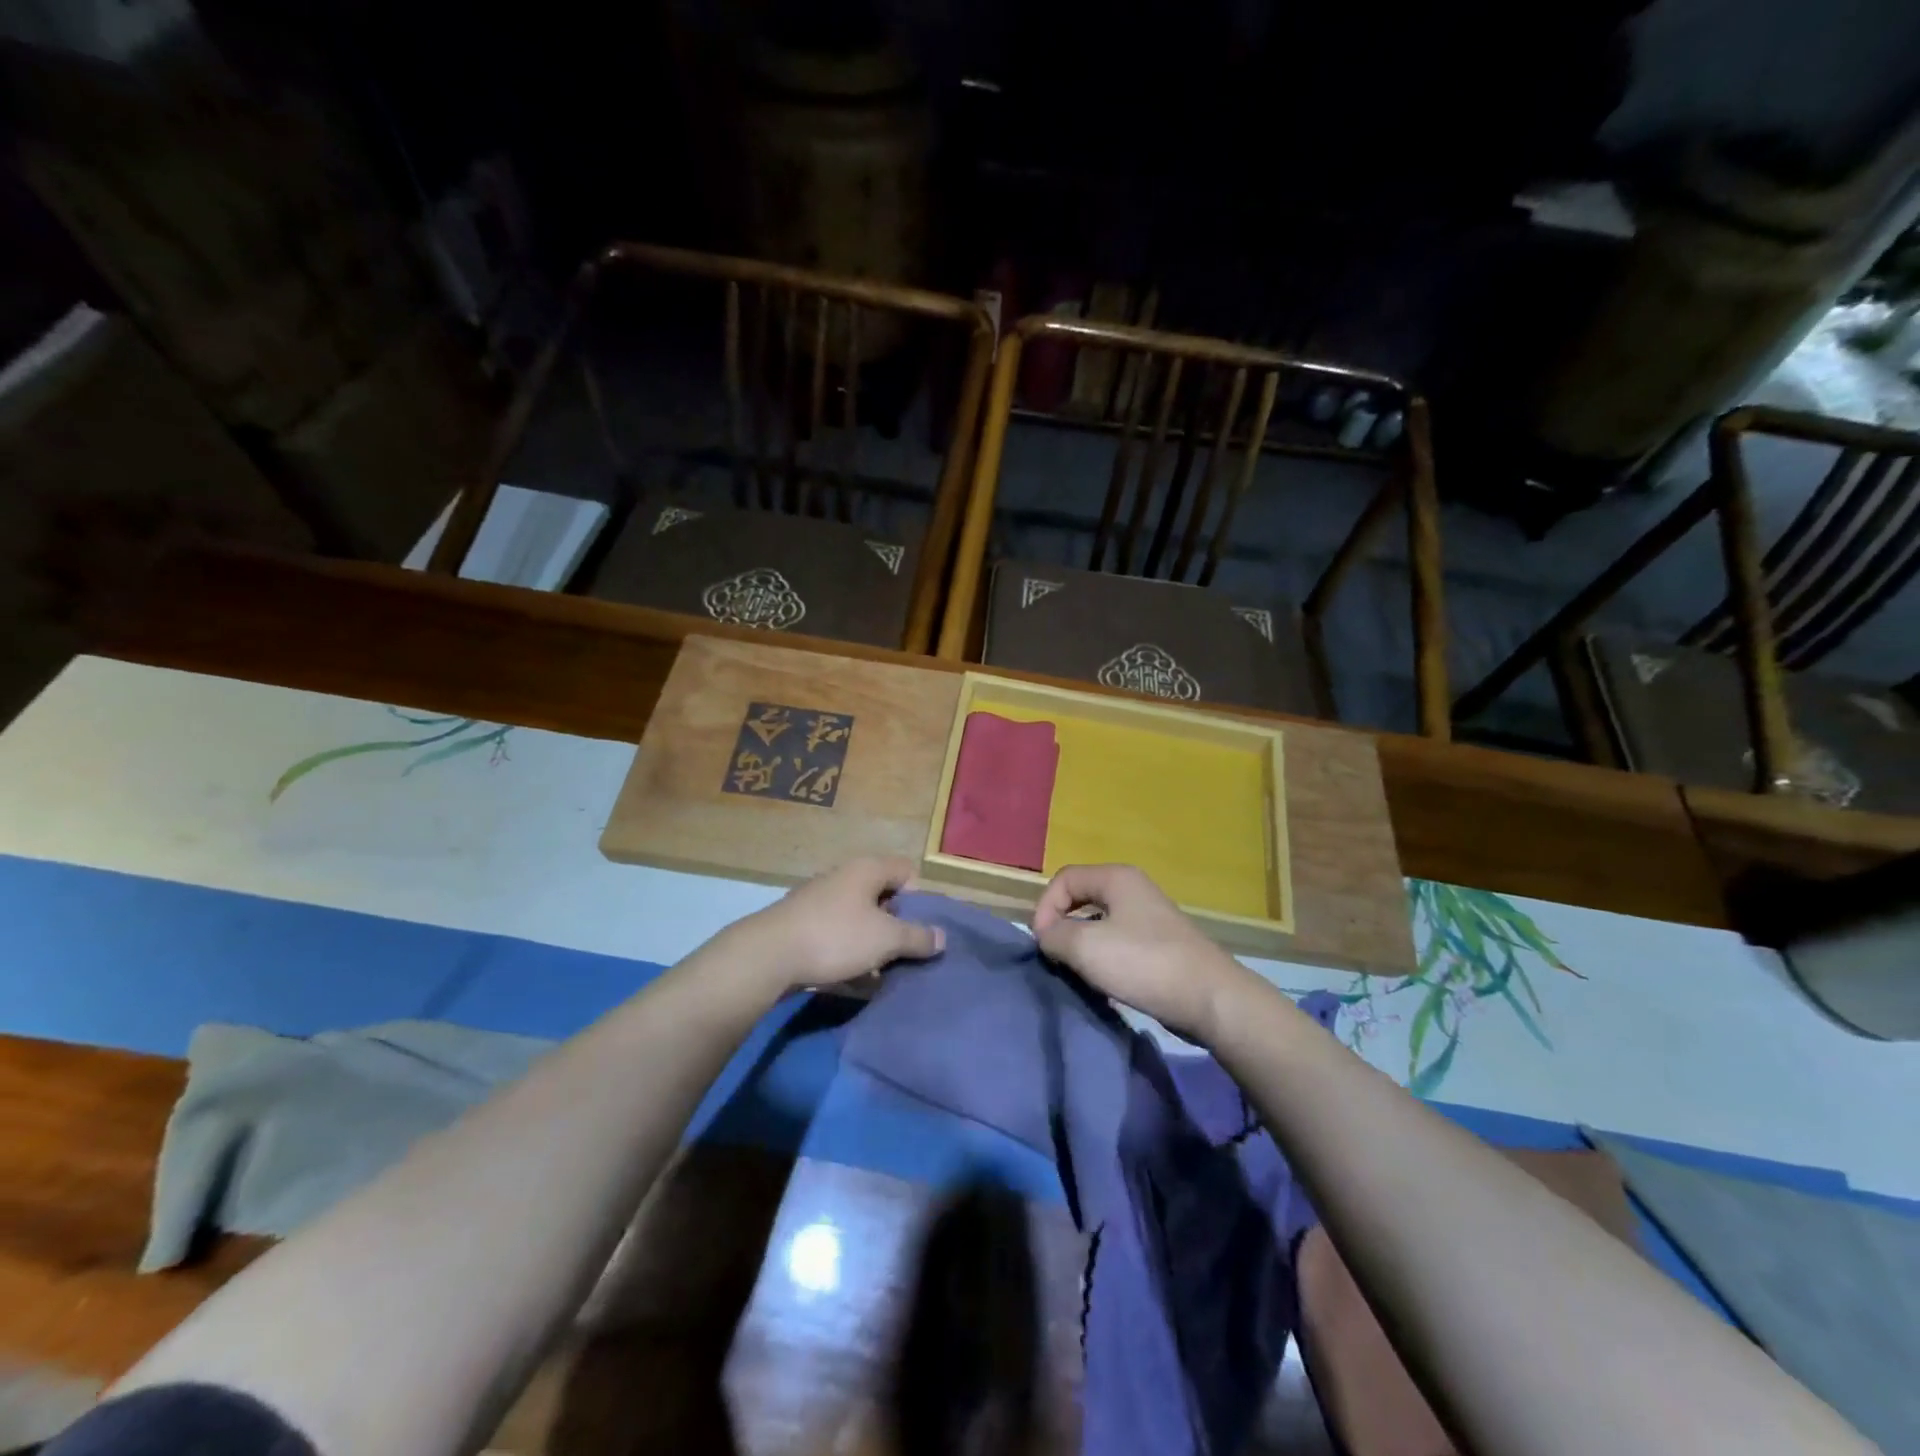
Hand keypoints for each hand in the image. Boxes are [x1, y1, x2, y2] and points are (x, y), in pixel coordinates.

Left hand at [732, 857, 944, 993]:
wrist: (768, 956)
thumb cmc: (836, 937)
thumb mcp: (886, 939)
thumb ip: (918, 937)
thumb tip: (942, 937)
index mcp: (867, 869)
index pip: (907, 871)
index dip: (920, 898)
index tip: (920, 928)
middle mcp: (844, 877)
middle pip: (883, 896)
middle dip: (897, 925)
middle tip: (905, 953)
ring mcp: (820, 901)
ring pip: (860, 919)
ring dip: (873, 944)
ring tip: (882, 973)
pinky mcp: (803, 925)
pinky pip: (837, 936)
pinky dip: (849, 954)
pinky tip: (854, 980)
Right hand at [1032, 863, 1255, 1041]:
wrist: (1211, 999)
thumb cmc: (1145, 964)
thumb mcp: (1086, 947)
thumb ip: (1054, 935)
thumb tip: (1047, 935)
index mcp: (1116, 878)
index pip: (1064, 878)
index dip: (1045, 907)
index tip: (1042, 943)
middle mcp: (1133, 889)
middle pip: (1081, 898)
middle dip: (1061, 926)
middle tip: (1055, 956)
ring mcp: (1149, 917)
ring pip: (1098, 922)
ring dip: (1081, 945)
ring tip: (1077, 971)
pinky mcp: (1159, 944)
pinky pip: (1118, 942)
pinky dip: (1103, 957)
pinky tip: (1104, 982)